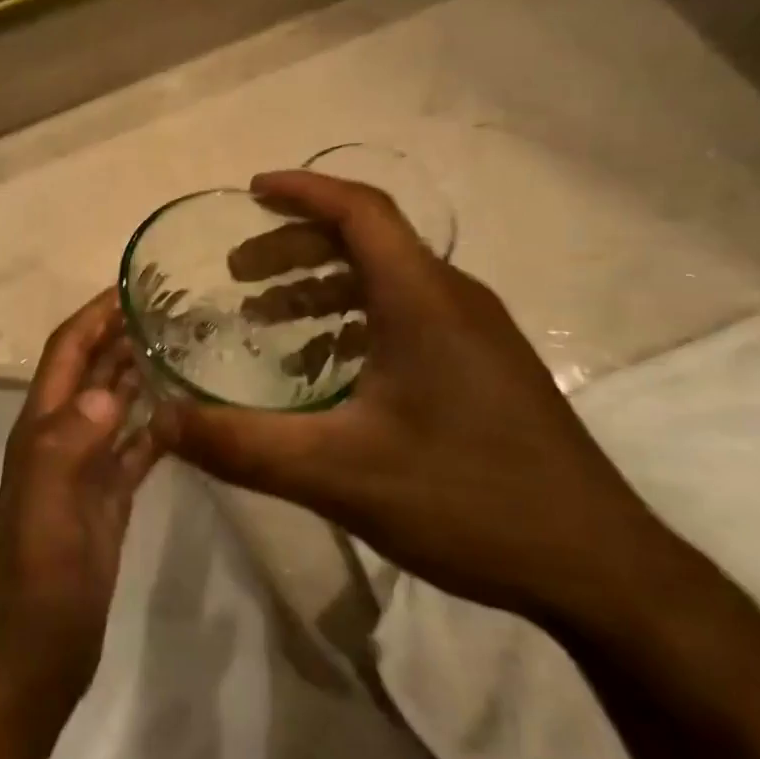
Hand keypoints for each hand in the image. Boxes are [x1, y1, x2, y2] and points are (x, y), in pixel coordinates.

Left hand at [0, 292, 162, 703]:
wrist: (42, 640)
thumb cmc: (41, 568)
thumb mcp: (49, 499)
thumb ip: (70, 440)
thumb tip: (108, 390)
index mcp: (42, 426)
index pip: (67, 352)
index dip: (93, 315)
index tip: (130, 284)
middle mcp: (63, 435)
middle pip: (93, 370)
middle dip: (122, 333)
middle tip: (171, 306)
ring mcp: (88, 465)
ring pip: (116, 403)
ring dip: (141, 371)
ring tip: (184, 343)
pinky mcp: (112, 494)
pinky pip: (138, 445)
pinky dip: (158, 422)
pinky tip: (188, 409)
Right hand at [161, 171, 667, 623]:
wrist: (597, 567)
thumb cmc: (468, 500)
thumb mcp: (338, 474)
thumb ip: (243, 445)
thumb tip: (162, 421)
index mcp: (423, 300)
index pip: (360, 210)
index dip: (302, 190)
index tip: (250, 191)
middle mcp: (453, 300)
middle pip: (367, 242)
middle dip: (295, 247)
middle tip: (237, 275)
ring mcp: (475, 335)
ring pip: (386, 283)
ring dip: (322, 288)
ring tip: (268, 319)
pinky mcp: (483, 370)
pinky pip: (406, 319)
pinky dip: (354, 322)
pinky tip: (325, 370)